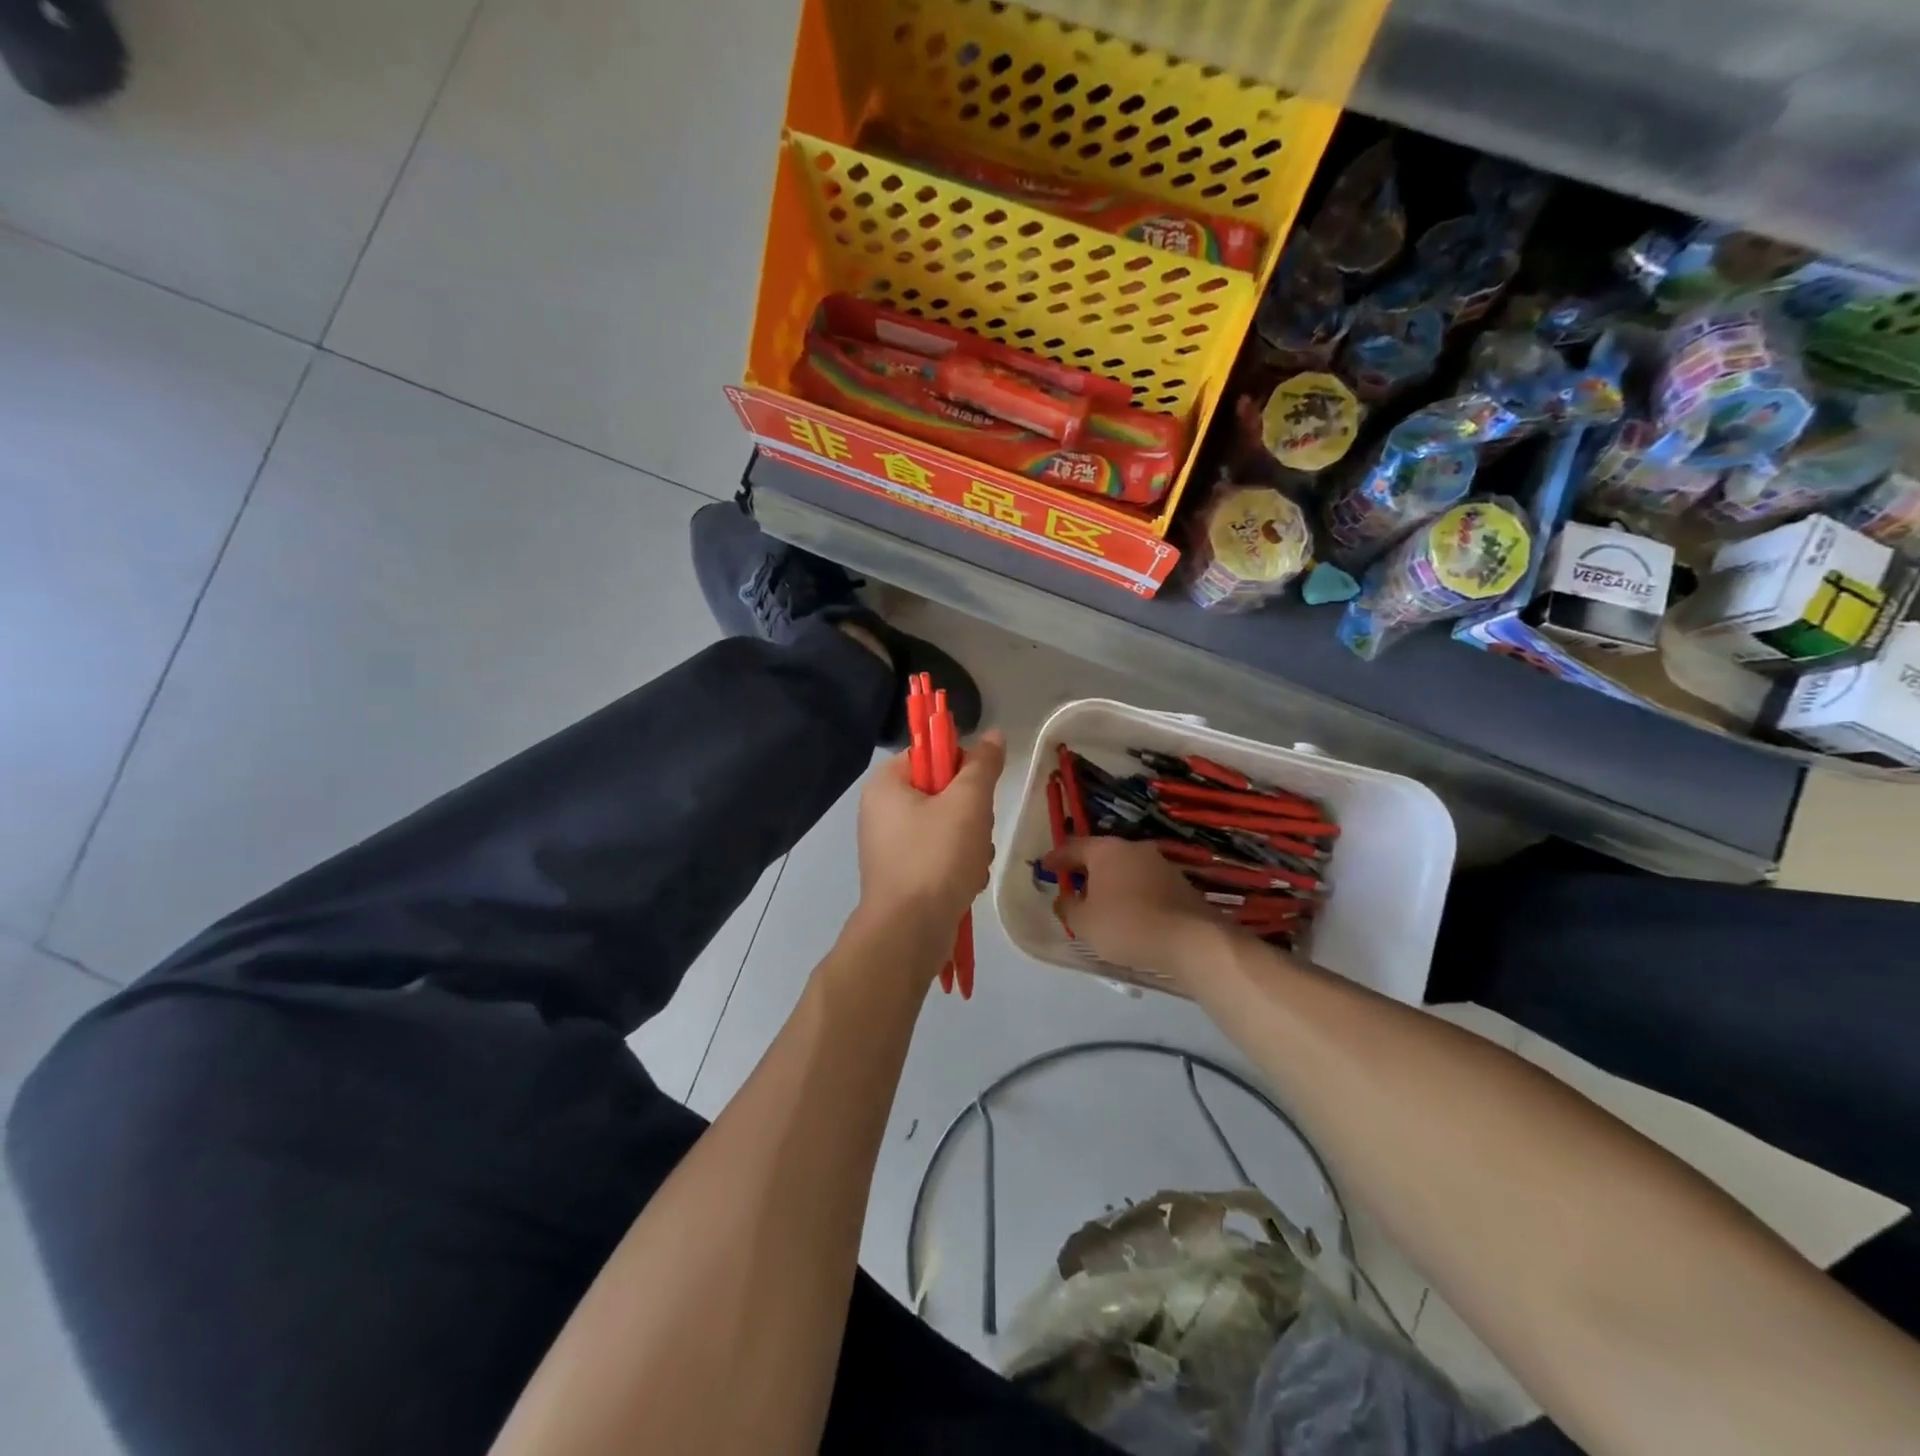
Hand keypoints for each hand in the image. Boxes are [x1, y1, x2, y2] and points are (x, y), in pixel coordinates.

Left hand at [856, 731, 1005, 956]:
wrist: (909, 933)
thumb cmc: (935, 858)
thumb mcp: (968, 803)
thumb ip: (982, 765)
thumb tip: (993, 735)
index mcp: (886, 784)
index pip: (929, 754)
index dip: (961, 766)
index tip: (979, 789)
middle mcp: (881, 810)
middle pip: (942, 791)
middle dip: (971, 813)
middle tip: (976, 830)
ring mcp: (890, 846)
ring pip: (947, 826)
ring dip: (971, 842)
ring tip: (971, 863)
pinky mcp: (902, 875)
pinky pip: (939, 855)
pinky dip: (958, 866)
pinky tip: (966, 882)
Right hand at [1040, 837, 1237, 987]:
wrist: (1190, 938)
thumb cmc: (1126, 924)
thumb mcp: (1084, 922)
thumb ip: (1068, 907)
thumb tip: (1064, 899)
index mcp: (1106, 850)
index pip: (1073, 847)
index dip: (1056, 858)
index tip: (1044, 866)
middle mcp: (1133, 848)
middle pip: (1101, 855)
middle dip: (1085, 869)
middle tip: (1071, 883)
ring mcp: (1160, 864)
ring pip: (1125, 868)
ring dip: (1110, 882)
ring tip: (1099, 902)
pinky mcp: (1179, 883)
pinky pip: (1144, 884)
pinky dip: (1131, 893)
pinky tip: (1128, 912)